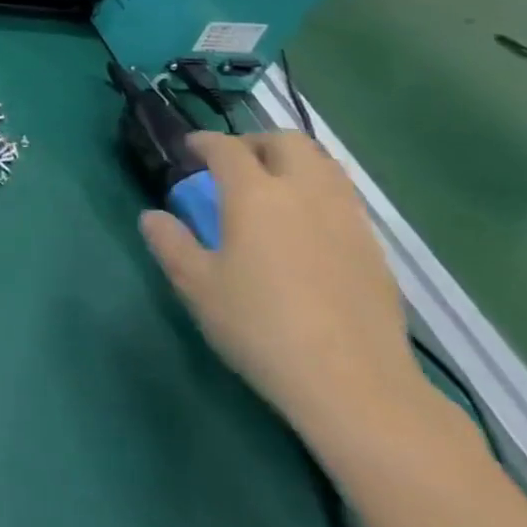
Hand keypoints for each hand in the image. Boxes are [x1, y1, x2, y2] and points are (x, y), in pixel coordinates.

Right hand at [139, 132, 423, 449]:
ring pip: (323, 165)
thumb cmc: (261, 327)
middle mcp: (304, 192)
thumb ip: (170, 243)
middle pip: (286, 141)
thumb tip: (153, 216)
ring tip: (272, 190)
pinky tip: (305, 229)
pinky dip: (318, 194)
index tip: (189, 149)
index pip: (226, 148)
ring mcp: (346, 219)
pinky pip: (343, 199)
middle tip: (234, 165)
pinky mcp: (373, 249)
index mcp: (255, 194)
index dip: (204, 142)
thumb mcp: (197, 287)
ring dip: (293, 163)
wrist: (354, 385)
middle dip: (255, 142)